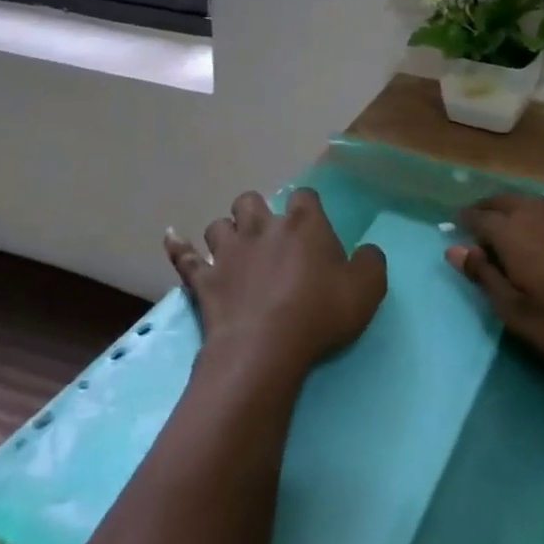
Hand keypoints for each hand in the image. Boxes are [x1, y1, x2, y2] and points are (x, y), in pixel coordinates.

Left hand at [166, 189, 386, 381]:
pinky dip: (178, 247)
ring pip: (219, 225)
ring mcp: (228, 252)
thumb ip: (371, 263)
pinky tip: (172, 238)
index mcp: (303, 224)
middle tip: (268, 235)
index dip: (308, 206)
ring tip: (233, 247)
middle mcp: (262, 228)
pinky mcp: (203, 280)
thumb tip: (368, 251)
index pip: (305, 196)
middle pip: (252, 201)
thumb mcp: (366, 289)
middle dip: (257, 211)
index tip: (312, 223)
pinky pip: (184, 257)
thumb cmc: (319, 314)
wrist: (265, 347)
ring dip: (226, 232)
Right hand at [448, 194, 543, 371]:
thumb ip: (486, 278)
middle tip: (479, 226)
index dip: (464, 222)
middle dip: (486, 209)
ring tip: (511, 228)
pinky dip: (543, 215)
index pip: (478, 217)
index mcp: (514, 233)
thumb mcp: (522, 316)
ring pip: (532, 201)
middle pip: (503, 200)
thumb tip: (454, 249)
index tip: (456, 231)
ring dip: (515, 209)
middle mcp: (539, 212)